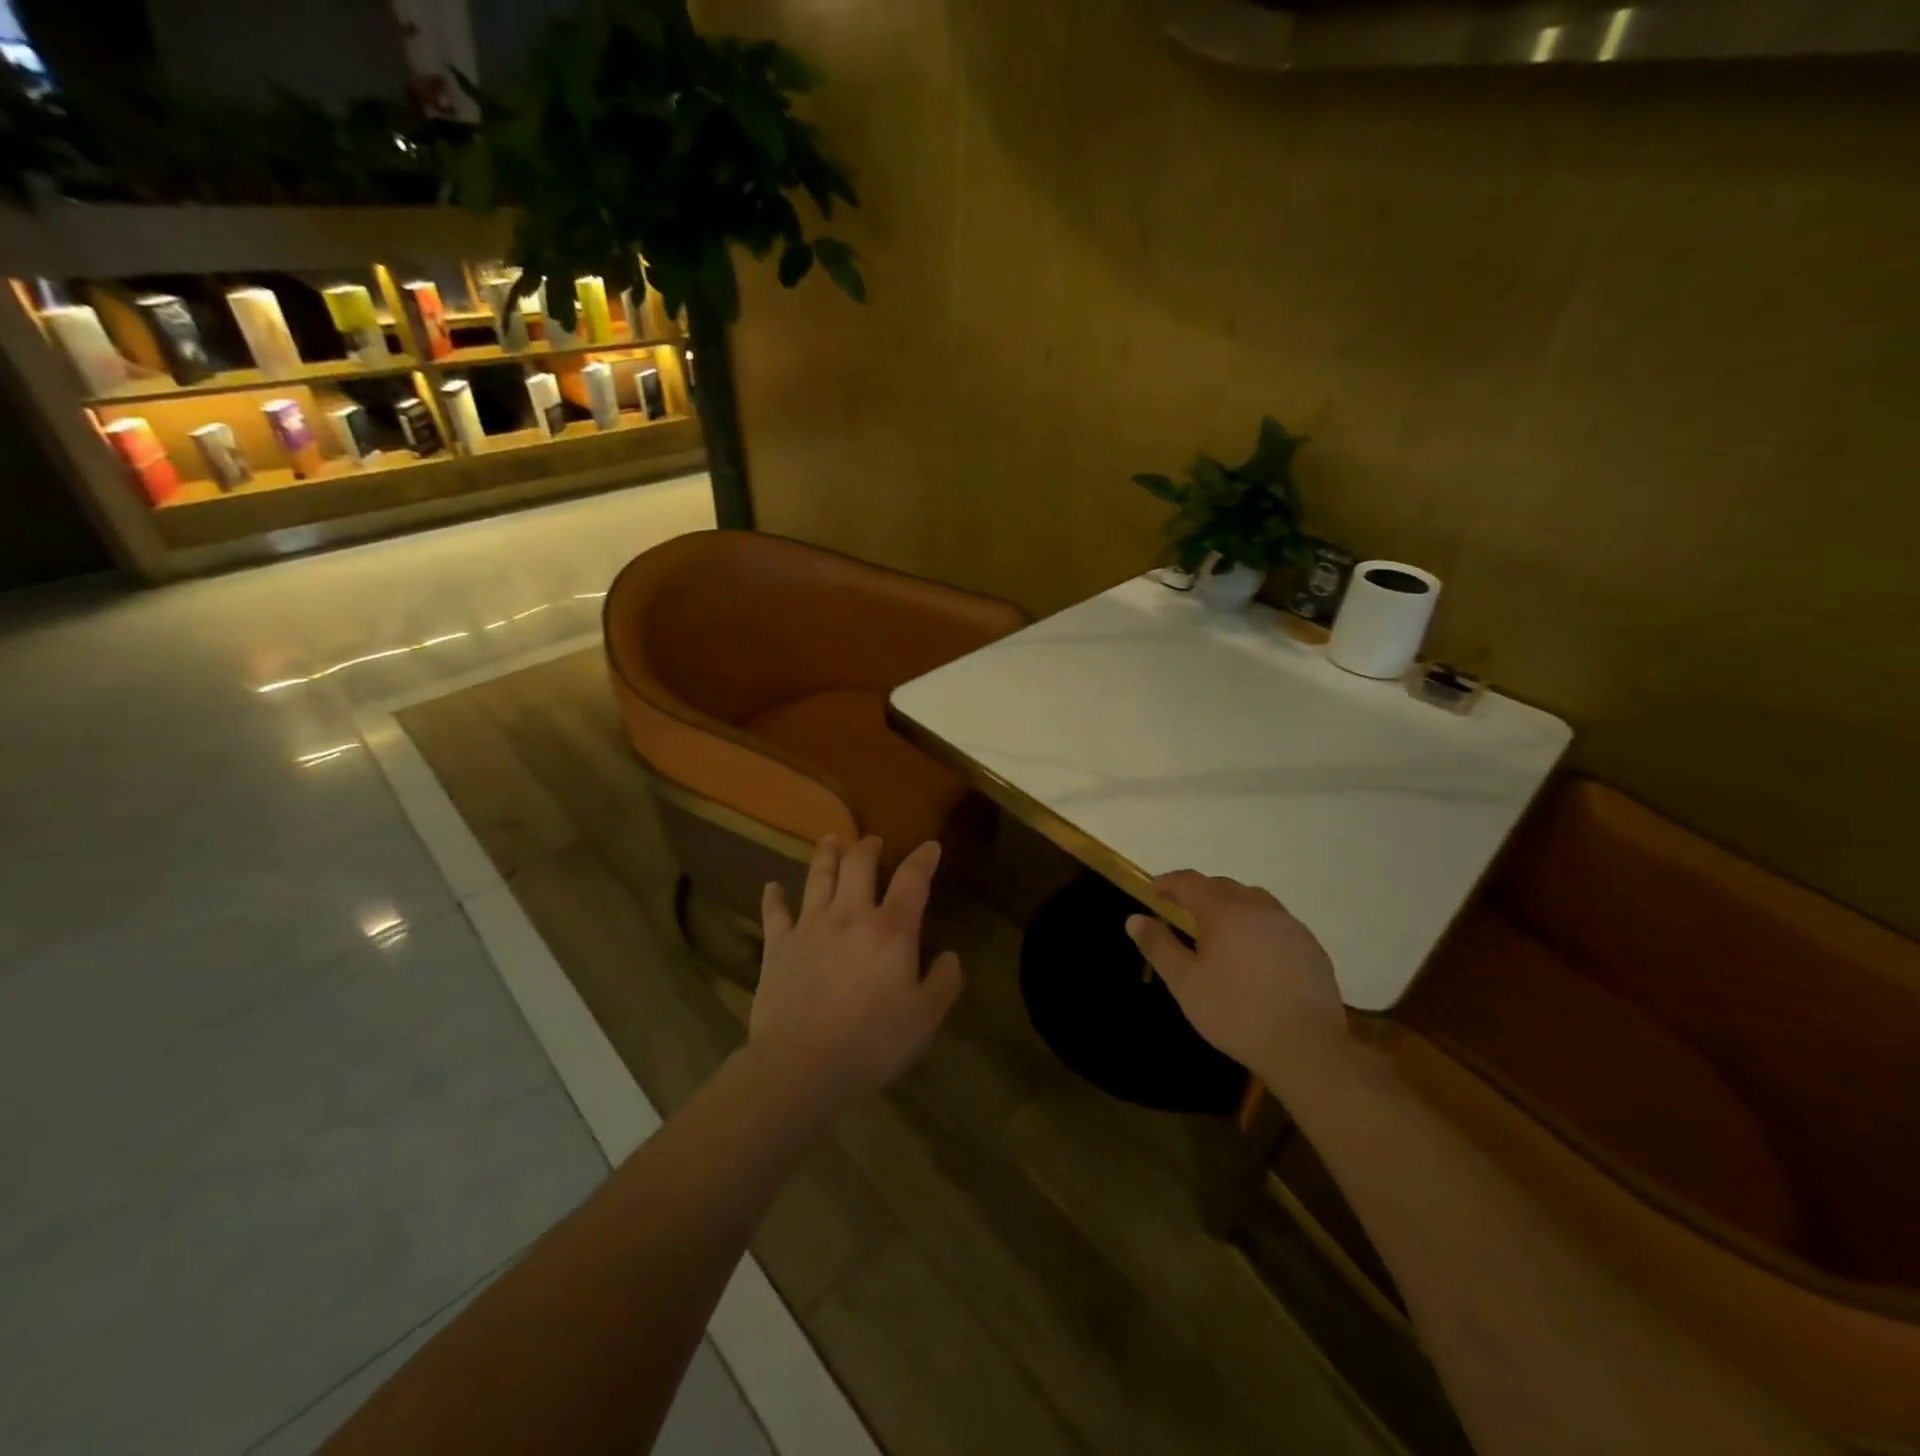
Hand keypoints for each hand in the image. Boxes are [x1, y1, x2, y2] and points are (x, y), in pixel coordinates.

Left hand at [752, 835, 964, 1110]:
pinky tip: (771, 887)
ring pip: (818, 877)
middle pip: (858, 864)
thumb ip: (943, 982)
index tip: (931, 846)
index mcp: (891, 929)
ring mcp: (810, 926)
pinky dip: (773, 897)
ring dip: (826, 855)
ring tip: (830, 840)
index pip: (912, 880)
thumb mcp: (925, 1018)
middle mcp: (850, 915)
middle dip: (868, 847)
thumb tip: (950, 956)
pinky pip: (775, 912)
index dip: (923, 859)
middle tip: (873, 841)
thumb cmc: (871, 1042)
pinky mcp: (778, 946)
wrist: (801, 1065)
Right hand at [1125, 871, 1346, 1078]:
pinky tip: (1255, 953)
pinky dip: (1257, 926)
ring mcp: (1289, 924)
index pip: (1189, 882)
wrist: (1306, 1046)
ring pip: (1253, 901)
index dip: (1167, 883)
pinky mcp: (1310, 946)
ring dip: (1231, 906)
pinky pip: (1276, 922)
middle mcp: (1257, 907)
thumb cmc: (1235, 1012)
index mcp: (1223, 910)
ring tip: (1219, 928)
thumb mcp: (1184, 982)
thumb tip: (1134, 918)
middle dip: (1199, 893)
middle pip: (1222, 886)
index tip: (1152, 891)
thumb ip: (1158, 945)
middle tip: (1182, 910)